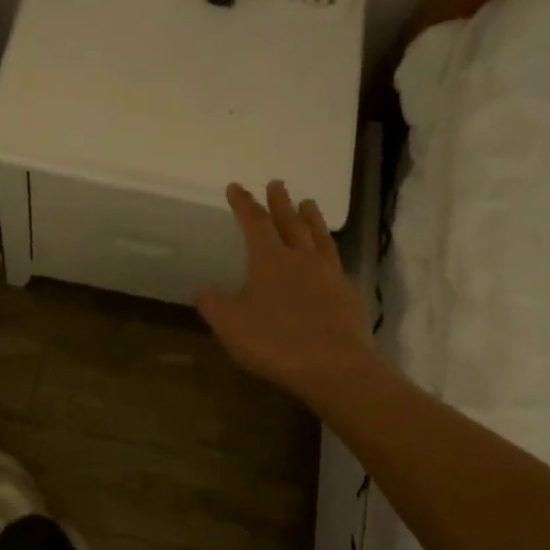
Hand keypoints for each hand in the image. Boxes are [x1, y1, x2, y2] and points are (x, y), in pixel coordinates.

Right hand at [196, 180, 379, 406]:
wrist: (334, 366)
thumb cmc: (274, 342)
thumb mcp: (230, 325)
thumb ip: (213, 304)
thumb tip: (201, 290)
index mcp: (270, 260)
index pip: (255, 223)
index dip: (244, 204)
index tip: (237, 187)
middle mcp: (301, 258)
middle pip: (290, 222)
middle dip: (280, 202)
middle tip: (277, 184)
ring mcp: (329, 274)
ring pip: (319, 237)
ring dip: (311, 218)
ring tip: (309, 204)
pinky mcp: (348, 294)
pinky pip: (337, 263)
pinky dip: (329, 253)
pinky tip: (329, 258)